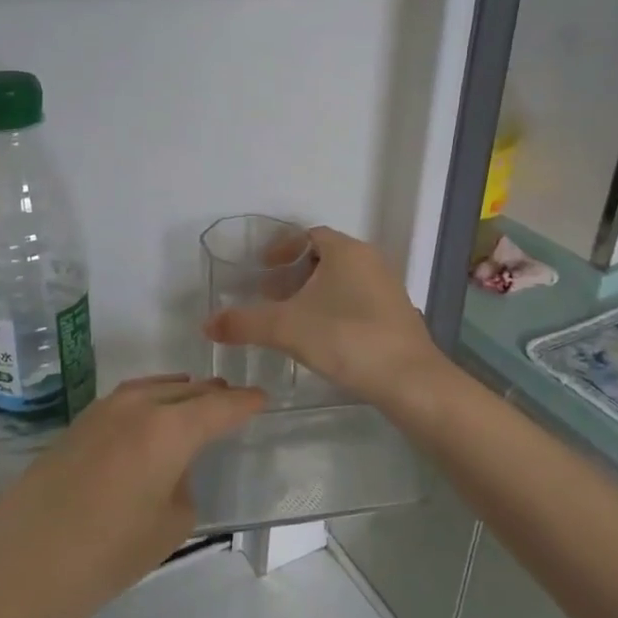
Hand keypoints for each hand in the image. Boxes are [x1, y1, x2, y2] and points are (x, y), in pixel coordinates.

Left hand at [0, 374, 265, 617]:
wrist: (18, 559)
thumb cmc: (103, 552)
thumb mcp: (167, 528)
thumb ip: (183, 487)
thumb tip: (173, 470)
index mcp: (168, 427)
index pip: (219, 405)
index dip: (245, 403)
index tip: (263, 400)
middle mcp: (138, 405)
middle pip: (188, 390)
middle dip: (214, 395)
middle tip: (235, 402)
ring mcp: (104, 410)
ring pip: (156, 388)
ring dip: (181, 393)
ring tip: (198, 402)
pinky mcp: (80, 423)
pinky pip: (131, 399)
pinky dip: (153, 400)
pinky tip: (153, 419)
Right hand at [201, 226, 450, 408]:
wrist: (410, 381)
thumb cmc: (346, 339)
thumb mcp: (286, 328)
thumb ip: (244, 323)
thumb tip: (207, 324)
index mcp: (347, 251)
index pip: (308, 235)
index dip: (281, 249)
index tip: (262, 270)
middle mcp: (370, 261)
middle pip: (324, 257)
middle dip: (294, 273)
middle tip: (270, 295)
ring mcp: (387, 288)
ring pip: (341, 280)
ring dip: (314, 293)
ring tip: (291, 319)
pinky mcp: (396, 316)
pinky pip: (356, 300)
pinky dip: (333, 309)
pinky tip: (321, 338)